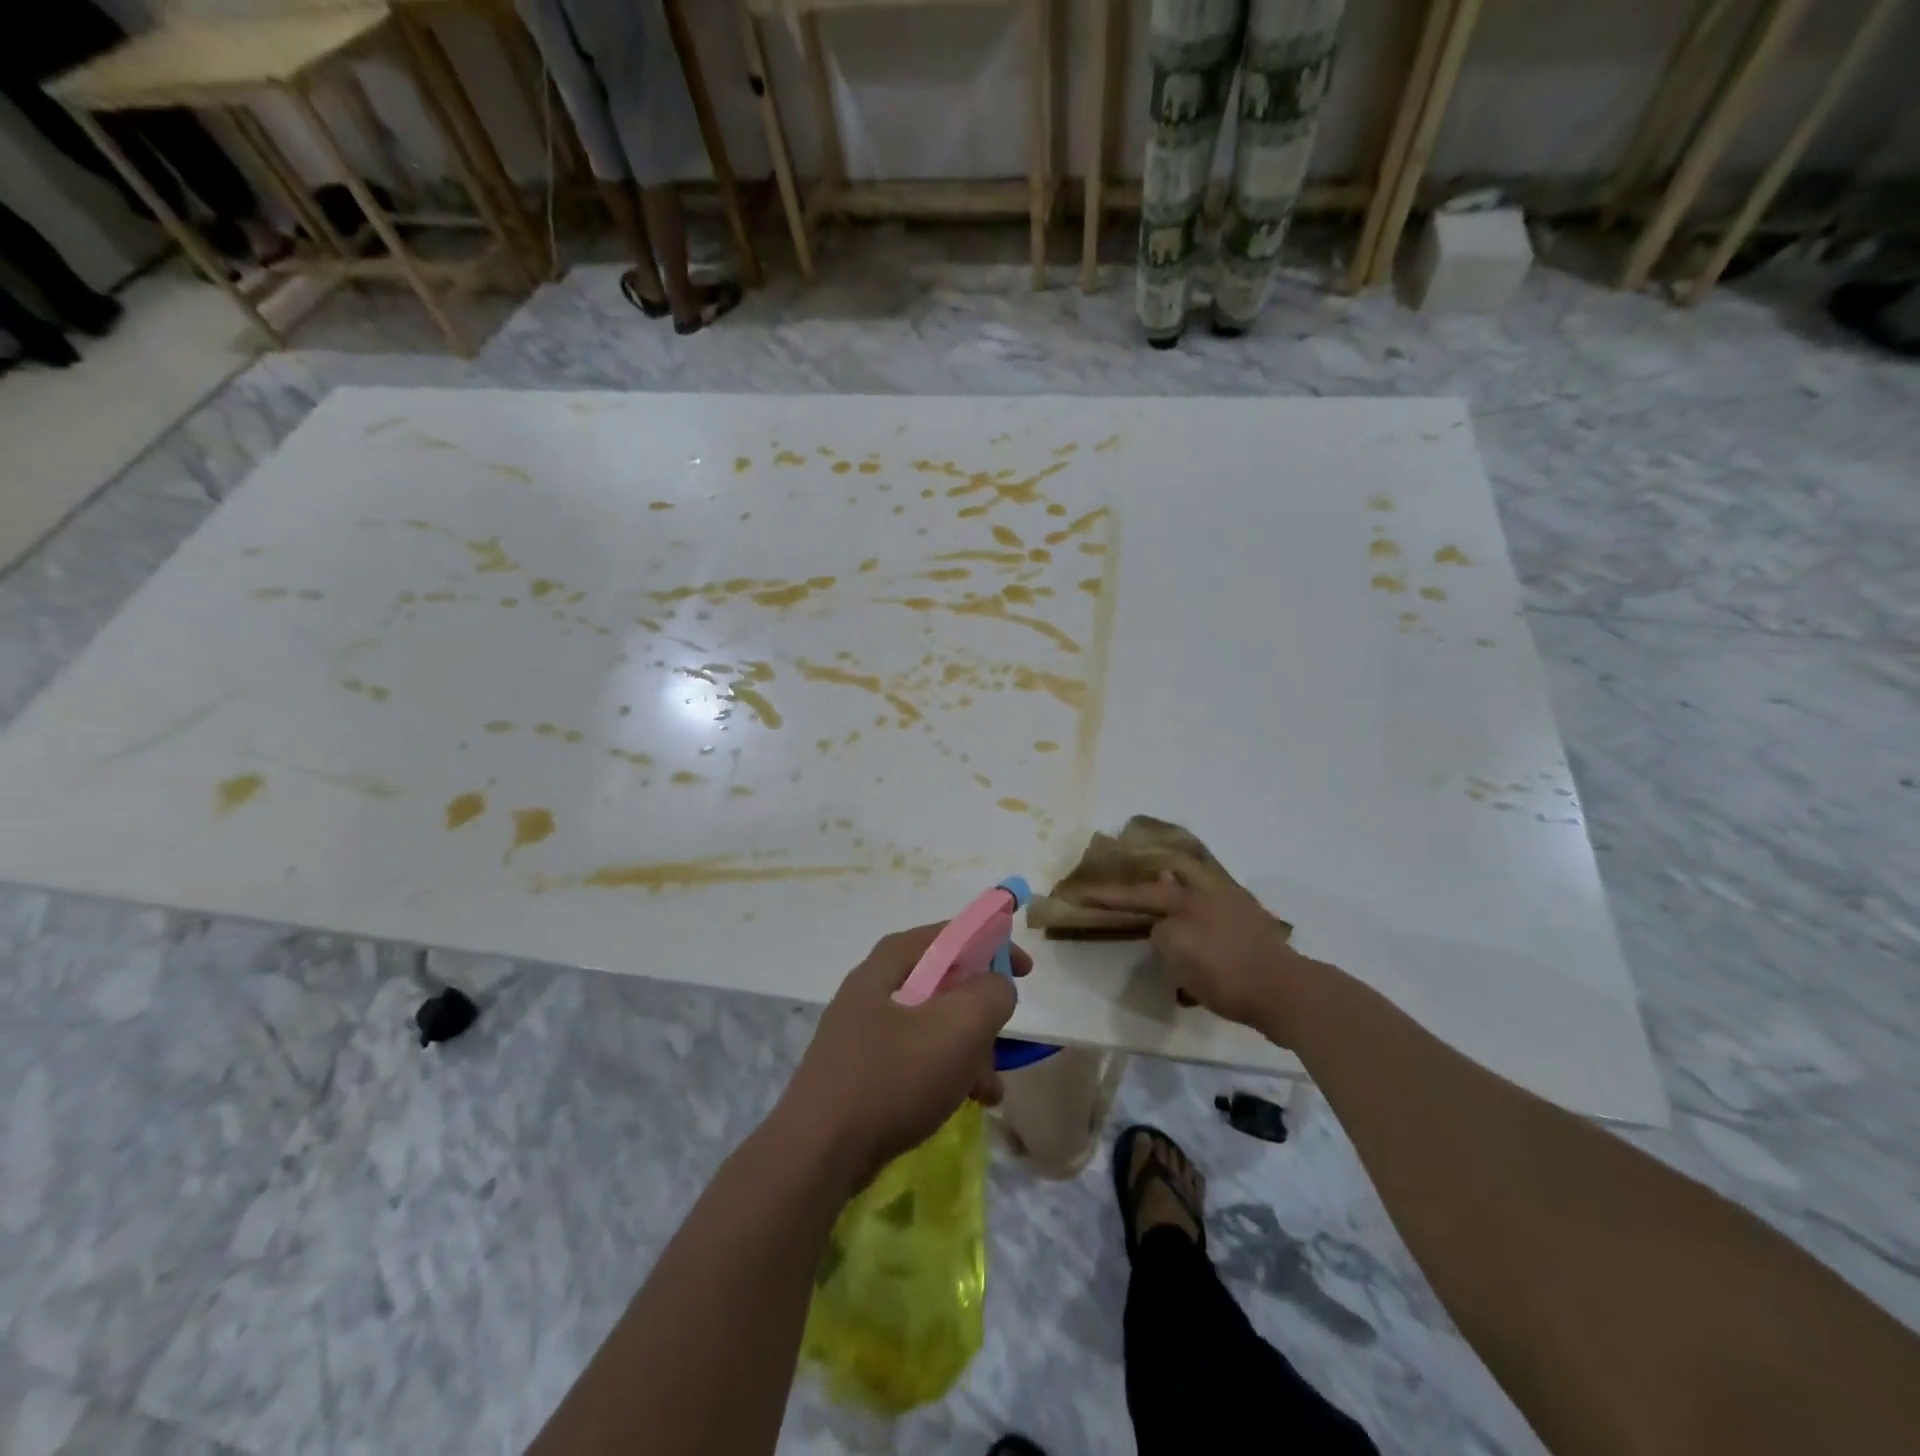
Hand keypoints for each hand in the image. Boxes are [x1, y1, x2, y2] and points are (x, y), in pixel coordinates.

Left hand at [778, 924, 1027, 1188]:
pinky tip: (966, 1102)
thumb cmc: (894, 1077)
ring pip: (933, 1024)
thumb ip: (991, 993)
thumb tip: (996, 986)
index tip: (1025, 972)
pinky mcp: (861, 1068)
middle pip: (945, 982)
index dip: (994, 944)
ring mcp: (864, 1028)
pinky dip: (945, 1072)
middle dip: (981, 1012)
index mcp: (892, 961)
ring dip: (969, 1050)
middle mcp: (875, 985)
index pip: (952, 933)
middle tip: (1002, 1038)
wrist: (819, 1152)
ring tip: (989, 1088)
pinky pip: (915, 1057)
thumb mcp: (960, 1026)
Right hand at [1083, 858, 1315, 1041]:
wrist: (1286, 993)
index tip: (1083, 893)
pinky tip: (1198, 939)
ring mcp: (1237, 914)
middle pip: (1174, 885)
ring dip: (1178, 903)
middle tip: (1136, 877)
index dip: (1111, 896)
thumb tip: (1163, 927)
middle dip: (1153, 883)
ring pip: (1197, 901)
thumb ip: (1161, 932)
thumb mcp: (1178, 950)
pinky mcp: (1253, 936)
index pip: (1140, 894)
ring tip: (1163, 910)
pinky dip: (1199, 926)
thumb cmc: (1225, 971)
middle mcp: (1213, 897)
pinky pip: (1214, 923)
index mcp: (1190, 898)